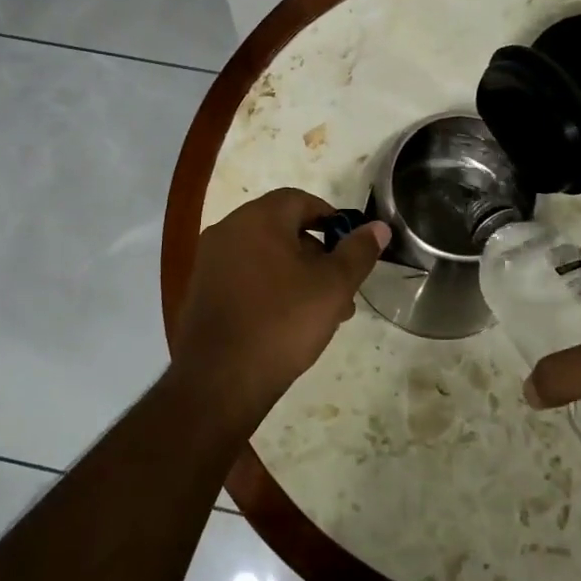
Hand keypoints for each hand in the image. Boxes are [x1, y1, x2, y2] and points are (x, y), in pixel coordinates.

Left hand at [171, 188, 389, 432]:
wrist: (219, 380)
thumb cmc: (282, 322)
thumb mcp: (333, 287)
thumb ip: (357, 252)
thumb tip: (378, 227)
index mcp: (257, 219)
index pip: (299, 200)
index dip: (330, 218)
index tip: (350, 246)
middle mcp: (228, 230)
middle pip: (281, 228)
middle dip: (316, 254)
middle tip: (342, 288)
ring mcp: (210, 262)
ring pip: (264, 256)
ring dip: (296, 274)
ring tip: (322, 313)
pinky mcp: (201, 292)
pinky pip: (244, 277)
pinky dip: (269, 288)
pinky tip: (287, 323)